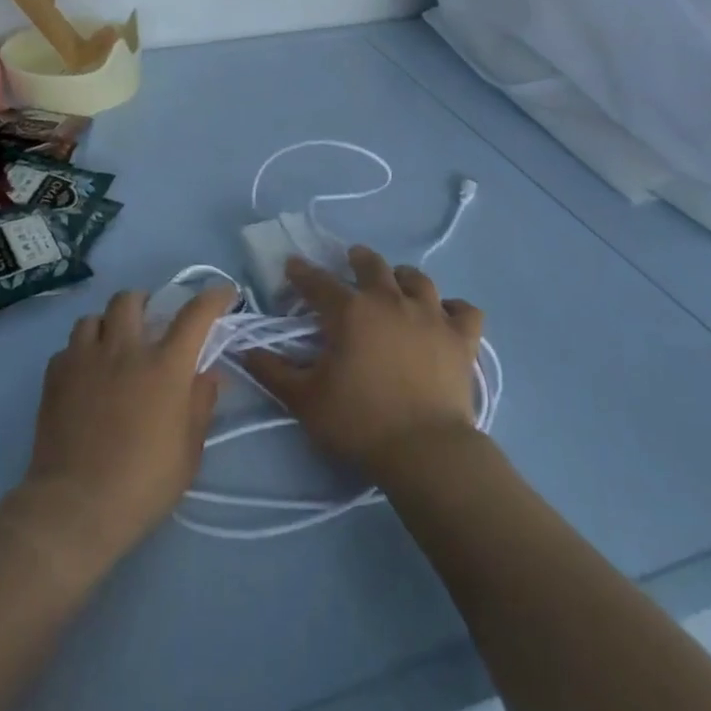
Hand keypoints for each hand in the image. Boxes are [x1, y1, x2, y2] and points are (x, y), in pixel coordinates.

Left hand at [17, 285, 233, 568]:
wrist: (76, 506)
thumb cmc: (143, 483)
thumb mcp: (189, 450)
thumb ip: (200, 404)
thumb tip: (207, 374)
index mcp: (165, 366)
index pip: (195, 314)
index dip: (213, 297)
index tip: (224, 293)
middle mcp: (124, 350)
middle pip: (132, 300)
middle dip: (146, 303)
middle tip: (151, 323)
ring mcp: (84, 359)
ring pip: (94, 317)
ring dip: (109, 325)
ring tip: (113, 346)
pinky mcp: (55, 376)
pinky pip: (69, 347)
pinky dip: (81, 353)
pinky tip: (86, 375)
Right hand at [242, 246, 483, 477]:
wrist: (425, 451)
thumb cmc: (359, 422)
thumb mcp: (305, 400)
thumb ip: (273, 372)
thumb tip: (246, 351)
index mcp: (349, 311)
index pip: (318, 282)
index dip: (302, 272)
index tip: (293, 267)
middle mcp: (390, 301)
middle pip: (372, 265)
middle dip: (357, 259)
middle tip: (351, 262)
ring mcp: (431, 316)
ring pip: (418, 279)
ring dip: (403, 277)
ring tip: (397, 282)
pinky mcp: (462, 338)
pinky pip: (464, 310)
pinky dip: (453, 308)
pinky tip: (446, 314)